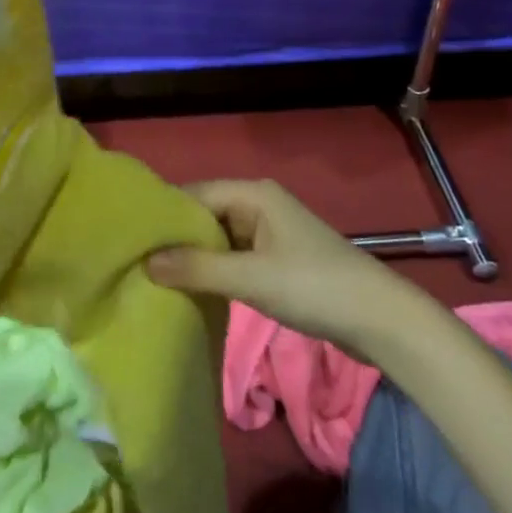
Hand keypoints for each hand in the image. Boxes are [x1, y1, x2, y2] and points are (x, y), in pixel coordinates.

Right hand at [147, 179, 428, 357]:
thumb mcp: (251, 278)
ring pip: (219, 237)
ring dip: (195, 256)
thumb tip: (146, 261)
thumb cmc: (314, 287)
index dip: (164, 216)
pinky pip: (235, 256)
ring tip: (156, 277)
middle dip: (176, 237)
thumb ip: (198, 268)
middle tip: (137, 263)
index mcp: (253, 193)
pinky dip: (215, 269)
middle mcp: (259, 203)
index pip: (195, 194)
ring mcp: (270, 231)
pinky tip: (194, 288)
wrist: (380, 319)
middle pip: (205, 214)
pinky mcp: (277, 257)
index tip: (131, 239)